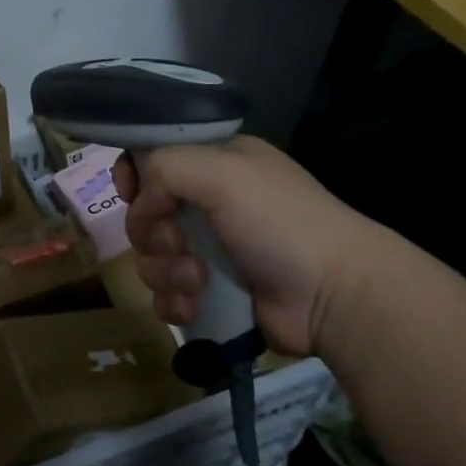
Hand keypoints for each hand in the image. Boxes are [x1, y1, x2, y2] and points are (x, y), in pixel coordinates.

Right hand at [115, 136, 372, 358]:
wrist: (332, 296)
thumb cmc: (279, 222)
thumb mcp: (223, 171)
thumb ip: (165, 168)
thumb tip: (141, 206)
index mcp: (216, 163)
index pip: (153, 159)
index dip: (134, 176)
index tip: (133, 195)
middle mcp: (209, 203)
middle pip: (145, 215)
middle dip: (154, 235)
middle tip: (181, 245)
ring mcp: (209, 250)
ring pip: (151, 259)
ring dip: (167, 273)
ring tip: (199, 282)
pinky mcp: (210, 294)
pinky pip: (165, 295)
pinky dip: (174, 302)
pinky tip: (195, 306)